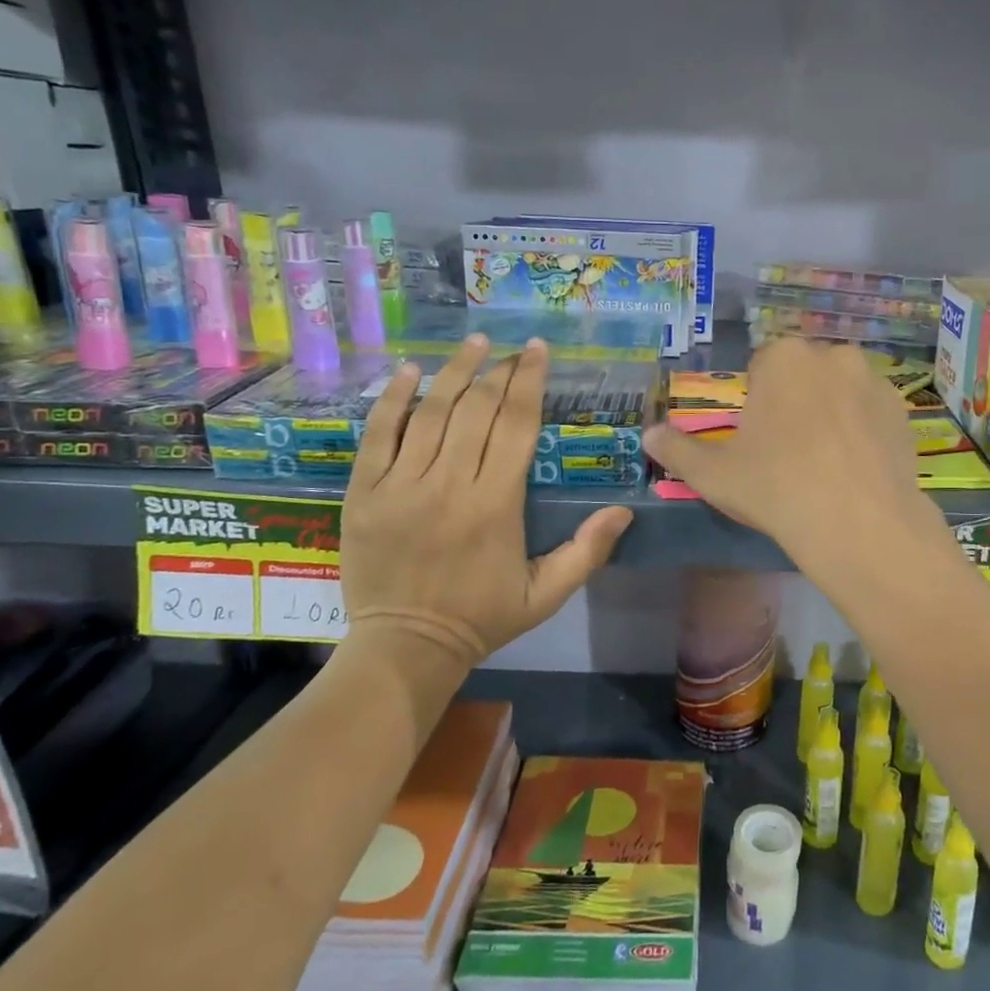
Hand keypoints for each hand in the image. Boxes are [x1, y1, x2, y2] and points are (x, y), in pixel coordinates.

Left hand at [340, 335, 632, 669]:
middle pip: (477, 410)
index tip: (537, 351)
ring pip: (430, 412)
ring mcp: (401, 485)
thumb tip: (625, 510)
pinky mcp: (364, 492)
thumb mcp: (546, 594)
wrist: (405, 647)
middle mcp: (450, 484)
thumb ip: (587, 551)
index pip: (516, 425)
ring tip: (474, 344)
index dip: (529, 382)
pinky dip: (393, 399)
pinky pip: (378, 434)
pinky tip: (409, 370)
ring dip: (454, 372)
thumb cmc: (482, 618)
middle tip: (513, 349)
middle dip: (499, 371)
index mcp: (496, 504)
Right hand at [642, 338, 931, 565]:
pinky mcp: (903, 411)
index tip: (759, 439)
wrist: (859, 524)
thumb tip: (647, 435)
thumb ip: (677, 449)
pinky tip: (856, 469)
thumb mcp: (714, 474)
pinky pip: (872, 413)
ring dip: (832, 412)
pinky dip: (863, 431)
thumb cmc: (776, 488)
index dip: (757, 402)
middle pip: (805, 375)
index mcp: (784, 357)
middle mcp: (833, 354)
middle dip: (796, 400)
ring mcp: (874, 381)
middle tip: (790, 452)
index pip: (763, 367)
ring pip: (842, 391)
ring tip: (827, 463)